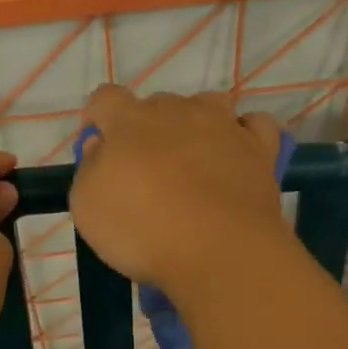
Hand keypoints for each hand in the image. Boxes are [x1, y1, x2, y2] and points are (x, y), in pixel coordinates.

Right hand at [69, 86, 288, 295]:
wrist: (219, 251)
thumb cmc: (142, 229)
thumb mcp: (87, 206)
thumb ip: (90, 167)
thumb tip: (100, 145)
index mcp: (130, 121)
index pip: (106, 98)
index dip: (98, 115)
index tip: (98, 140)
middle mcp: (177, 111)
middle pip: (157, 103)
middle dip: (148, 125)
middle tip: (146, 166)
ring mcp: (223, 126)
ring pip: (207, 103)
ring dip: (196, 121)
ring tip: (193, 155)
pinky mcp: (259, 148)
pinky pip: (254, 124)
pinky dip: (244, 133)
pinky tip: (236, 153)